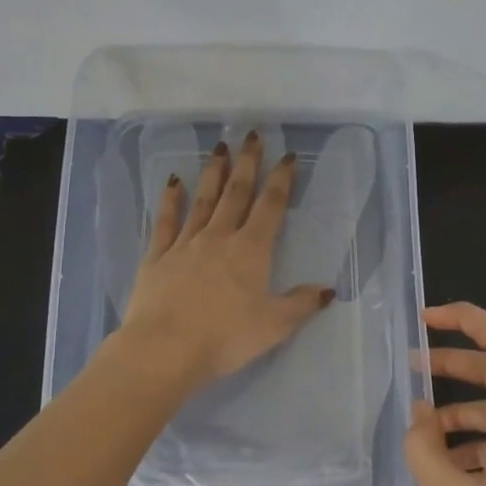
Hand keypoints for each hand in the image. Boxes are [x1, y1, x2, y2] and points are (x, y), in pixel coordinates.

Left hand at [117, 130, 334, 387]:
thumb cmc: (225, 338)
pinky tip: (173, 182)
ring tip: (219, 147)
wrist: (164, 349)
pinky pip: (166, 221)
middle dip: (247, 163)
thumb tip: (328, 290)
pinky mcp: (157, 256)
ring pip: (203, 200)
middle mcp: (219, 238)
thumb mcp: (274, 326)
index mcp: (250, 250)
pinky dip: (170, 200)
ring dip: (213, 173)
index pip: (270, 206)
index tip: (287, 156)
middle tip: (251, 135)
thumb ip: (301, 304)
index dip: (281, 180)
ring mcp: (185, 244)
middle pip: (236, 193)